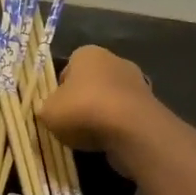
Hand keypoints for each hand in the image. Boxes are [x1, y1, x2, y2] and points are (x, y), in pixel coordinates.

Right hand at [37, 46, 159, 174]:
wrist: (131, 129)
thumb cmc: (83, 110)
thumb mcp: (48, 112)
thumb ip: (45, 108)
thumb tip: (48, 111)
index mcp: (87, 53)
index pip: (68, 68)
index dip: (59, 89)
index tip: (56, 108)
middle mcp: (114, 60)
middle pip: (90, 83)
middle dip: (81, 101)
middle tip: (70, 123)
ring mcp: (136, 82)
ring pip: (109, 100)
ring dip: (100, 115)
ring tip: (89, 137)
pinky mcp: (150, 105)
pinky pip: (125, 116)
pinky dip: (117, 127)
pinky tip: (109, 141)